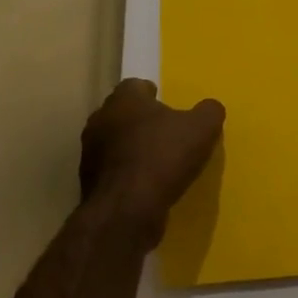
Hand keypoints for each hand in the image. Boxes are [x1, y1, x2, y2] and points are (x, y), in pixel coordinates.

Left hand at [79, 80, 224, 249]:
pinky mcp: (88, 183)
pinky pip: (111, 170)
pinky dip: (125, 174)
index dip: (153, 94)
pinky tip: (145, 185)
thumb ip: (209, 111)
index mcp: (124, 99)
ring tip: (156, 162)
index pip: (135, 86)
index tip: (169, 107)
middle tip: (165, 132)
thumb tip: (210, 108)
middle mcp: (101, 119)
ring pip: (114, 142)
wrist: (126, 211)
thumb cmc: (163, 157)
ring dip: (131, 148)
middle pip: (122, 113)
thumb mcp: (202, 129)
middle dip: (140, 120)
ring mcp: (90, 153)